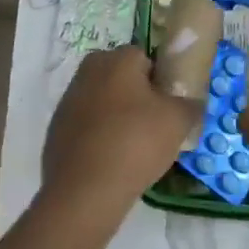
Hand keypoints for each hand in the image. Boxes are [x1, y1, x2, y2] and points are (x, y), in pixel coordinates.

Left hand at [41, 46, 201, 207]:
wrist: (85, 189)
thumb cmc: (135, 143)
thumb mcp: (178, 121)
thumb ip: (190, 104)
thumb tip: (191, 102)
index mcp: (116, 59)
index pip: (146, 58)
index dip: (161, 80)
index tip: (170, 106)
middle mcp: (87, 71)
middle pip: (122, 78)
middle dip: (138, 97)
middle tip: (156, 126)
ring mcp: (68, 100)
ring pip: (104, 102)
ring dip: (118, 117)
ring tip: (135, 148)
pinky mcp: (57, 129)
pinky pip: (88, 126)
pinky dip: (99, 136)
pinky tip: (112, 160)